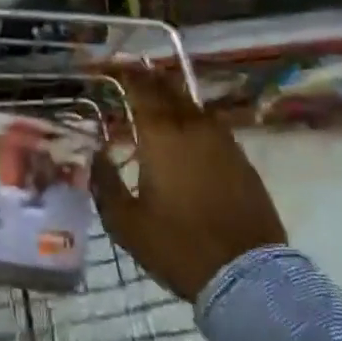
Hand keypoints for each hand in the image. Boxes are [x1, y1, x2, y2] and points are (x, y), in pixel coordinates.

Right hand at [92, 69, 287, 301]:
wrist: (246, 274)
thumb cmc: (178, 246)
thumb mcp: (126, 223)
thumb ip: (105, 184)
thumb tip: (95, 156)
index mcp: (161, 136)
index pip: (140, 89)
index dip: (123, 73)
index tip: (108, 66)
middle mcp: (192, 128)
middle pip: (169, 89)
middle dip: (148, 78)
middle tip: (130, 73)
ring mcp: (222, 141)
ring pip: (192, 105)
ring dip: (172, 97)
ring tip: (155, 98)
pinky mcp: (241, 159)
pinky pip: (211, 125)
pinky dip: (193, 119)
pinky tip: (186, 131)